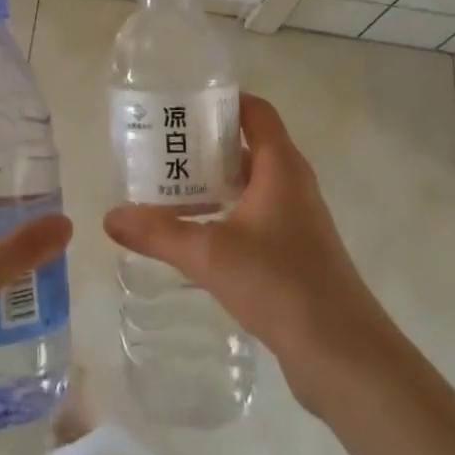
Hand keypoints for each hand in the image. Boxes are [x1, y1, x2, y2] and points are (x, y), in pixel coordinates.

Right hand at [104, 94, 387, 415]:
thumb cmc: (281, 284)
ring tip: (167, 186)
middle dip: (205, 143)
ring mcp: (297, 219)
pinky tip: (194, 232)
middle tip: (160, 145)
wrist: (344, 355)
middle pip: (248, 145)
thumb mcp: (210, 254)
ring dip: (213, 180)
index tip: (181, 102)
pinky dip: (225, 211)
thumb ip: (159, 233)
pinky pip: (255, 214)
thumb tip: (110, 217)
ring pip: (250, 183)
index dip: (222, 100)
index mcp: (281, 166)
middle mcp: (292, 184)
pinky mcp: (296, 251)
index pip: (255, 111)